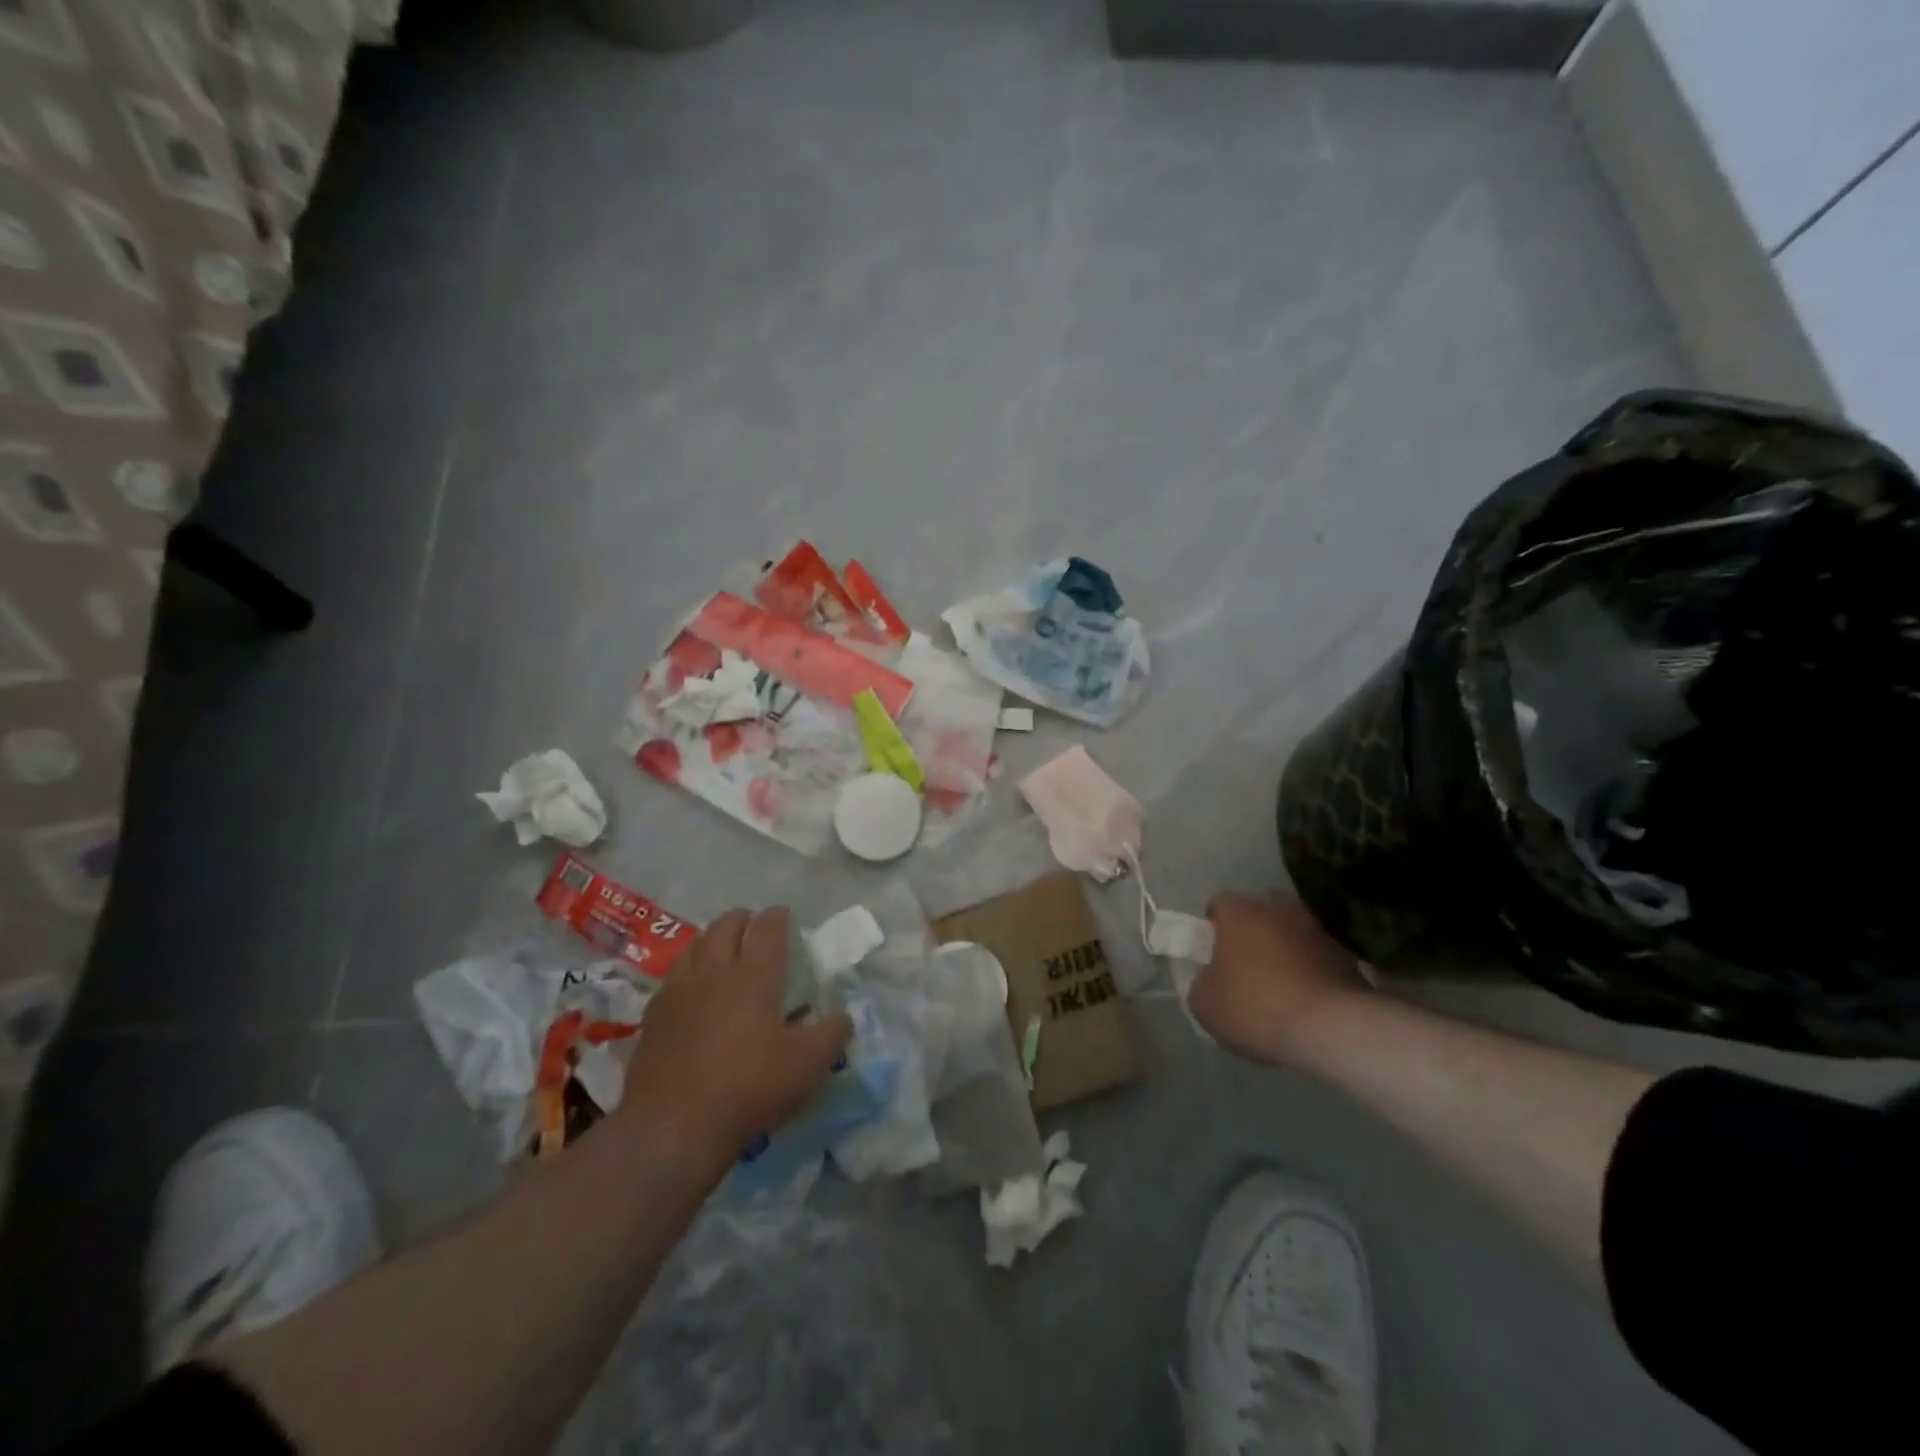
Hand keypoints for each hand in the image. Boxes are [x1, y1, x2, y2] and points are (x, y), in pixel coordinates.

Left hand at [619, 907, 851, 1156]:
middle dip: (745, 920)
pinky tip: (694, 991)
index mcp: (754, 974)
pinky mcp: (653, 1015)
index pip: (768, 926)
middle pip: (727, 924)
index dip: (780, 917)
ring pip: (696, 944)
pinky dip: (689, 970)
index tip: (787, 919)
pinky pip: (674, 975)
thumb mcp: (808, 1064)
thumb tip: (843, 1017)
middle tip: (757, 932)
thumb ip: (833, 1033)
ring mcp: (678, 990)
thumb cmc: (749, 1087)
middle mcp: (714, 970)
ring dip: (714, 939)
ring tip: (725, 953)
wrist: (673, 1126)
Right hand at [1188, 893, 1369, 1063]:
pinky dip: (1312, 968)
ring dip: (1286, 947)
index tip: (1213, 948)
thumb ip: (1201, 983)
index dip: (1214, 923)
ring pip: (1293, 929)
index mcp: (1239, 914)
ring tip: (1282, 981)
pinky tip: (1308, 997)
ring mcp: (1316, 929)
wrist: (1332, 1028)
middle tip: (1247, 960)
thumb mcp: (1205, 1004)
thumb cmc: (1256, 1007)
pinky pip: (1319, 954)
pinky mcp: (1347, 954)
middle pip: (1260, 909)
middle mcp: (1278, 910)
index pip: (1220, 902)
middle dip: (1253, 928)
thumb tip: (1210, 978)